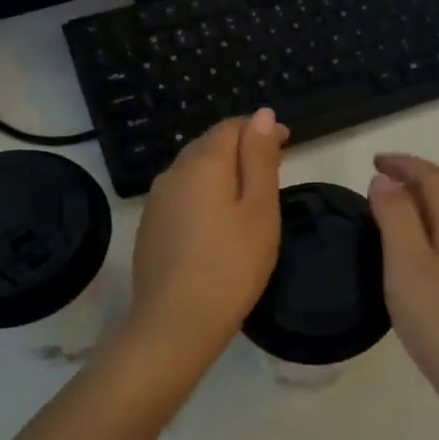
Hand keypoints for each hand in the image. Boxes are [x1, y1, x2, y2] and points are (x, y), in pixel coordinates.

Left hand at [117, 110, 289, 393]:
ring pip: (194, 170)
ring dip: (223, 171)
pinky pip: (182, 194)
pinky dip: (205, 194)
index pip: (232, 126)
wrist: (174, 325)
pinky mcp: (150, 226)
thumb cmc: (231, 265)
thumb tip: (263, 114)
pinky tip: (218, 221)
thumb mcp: (259, 209)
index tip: (288, 145)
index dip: (261, 129)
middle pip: (210, 144)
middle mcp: (174, 172)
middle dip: (243, 148)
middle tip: (275, 168)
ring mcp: (157, 200)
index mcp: (203, 162)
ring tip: (250, 194)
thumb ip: (260, 157)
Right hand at [368, 153, 438, 423]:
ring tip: (384, 221)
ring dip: (416, 212)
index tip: (374, 161)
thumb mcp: (408, 265)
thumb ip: (396, 217)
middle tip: (374, 188)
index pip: (434, 178)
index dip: (405, 163)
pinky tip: (407, 265)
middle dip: (410, 184)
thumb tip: (386, 180)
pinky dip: (423, 240)